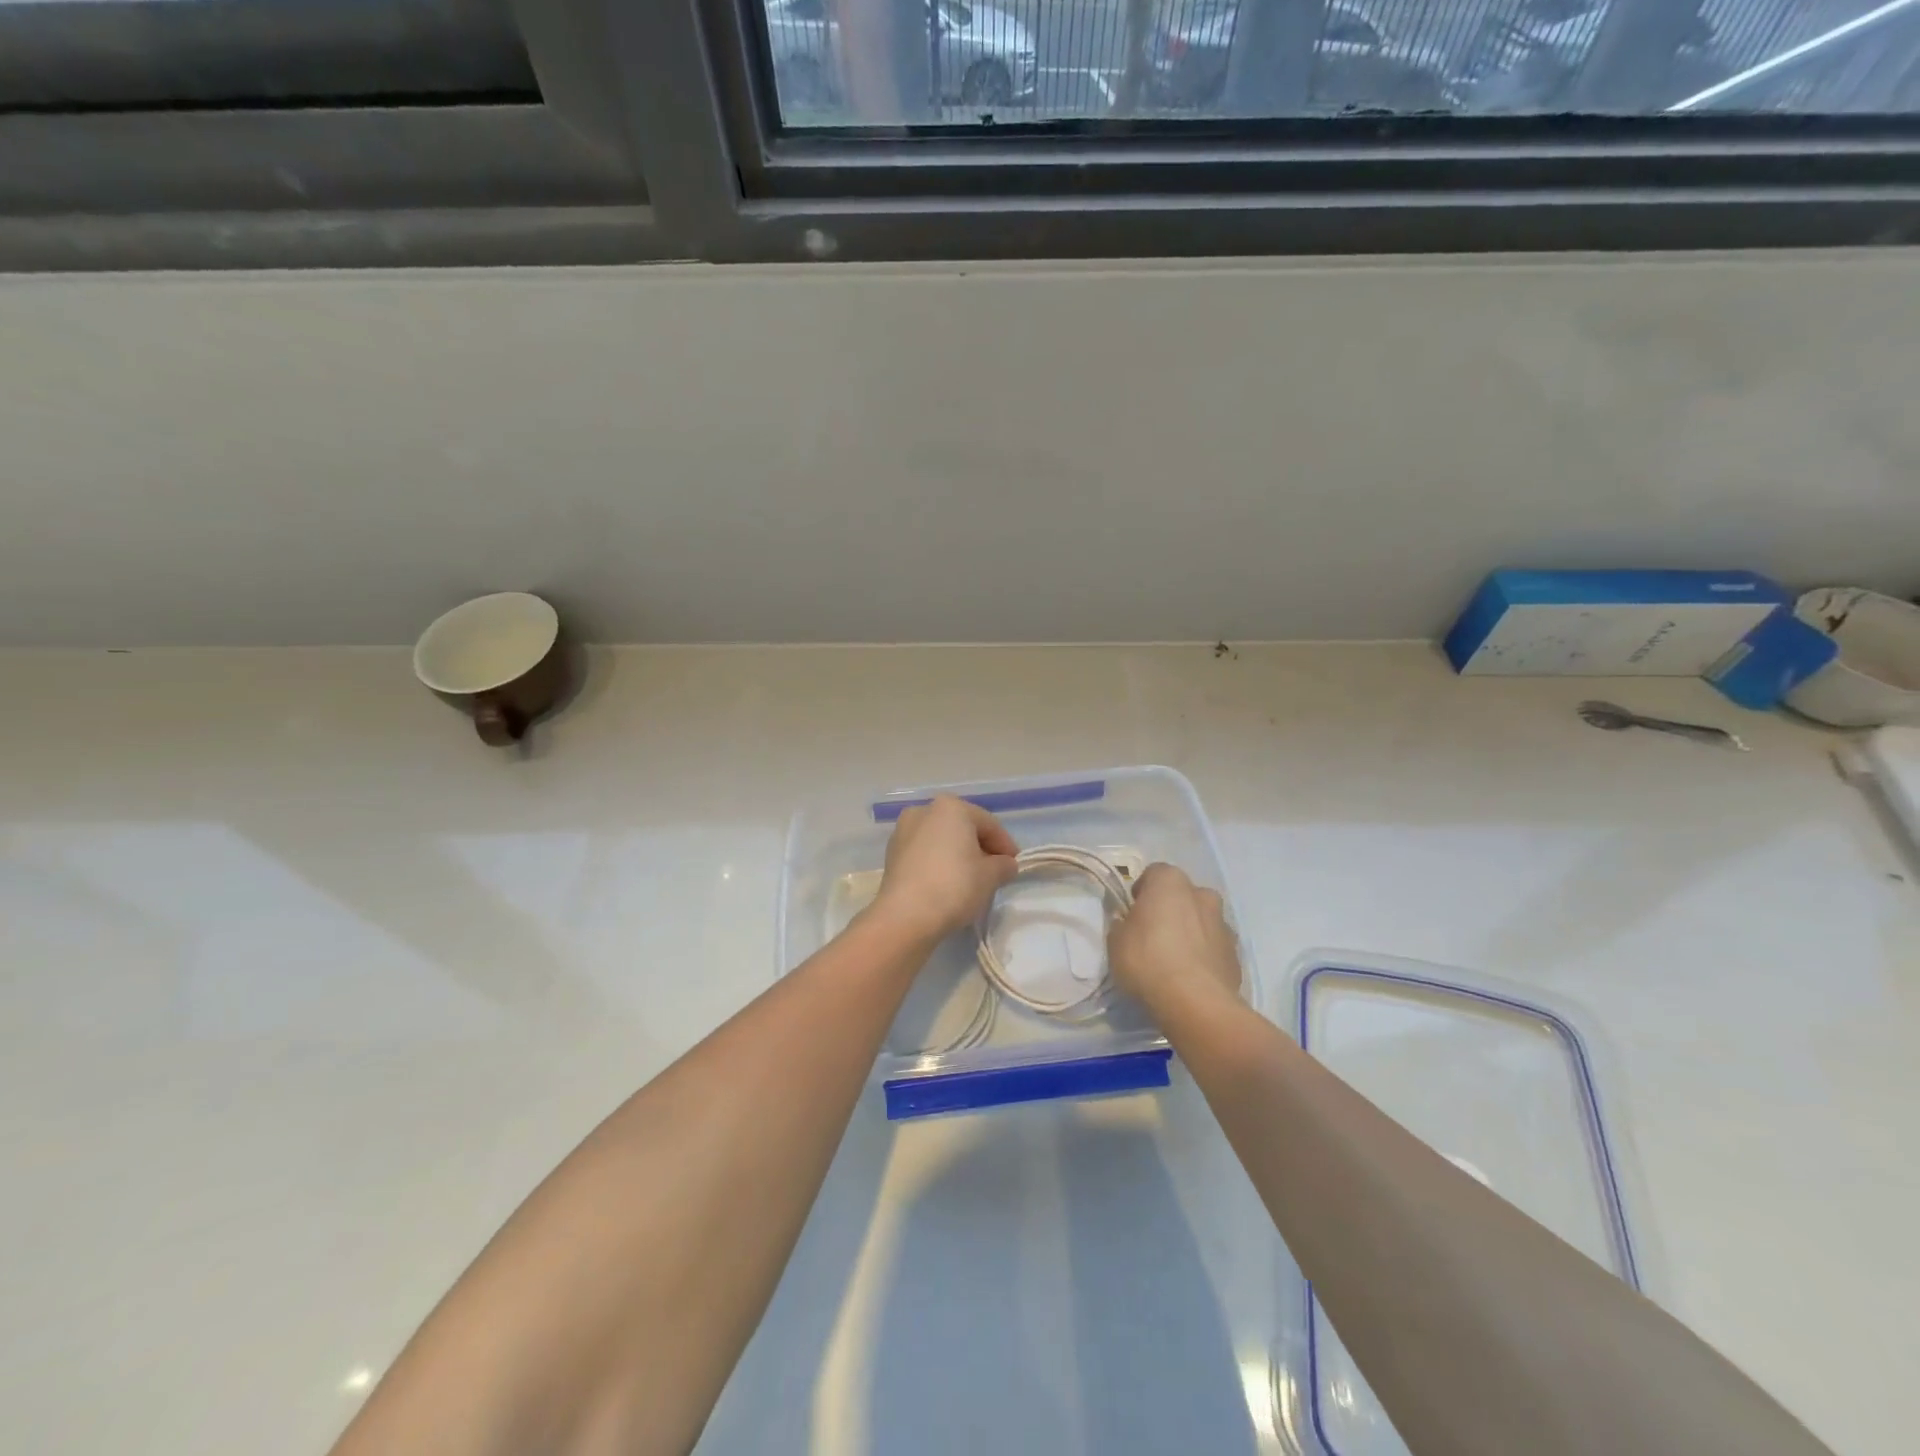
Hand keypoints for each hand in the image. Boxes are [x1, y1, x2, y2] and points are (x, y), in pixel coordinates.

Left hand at [869, 796, 1018, 943]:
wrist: (905, 915)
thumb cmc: (954, 886)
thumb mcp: (991, 876)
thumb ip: (1003, 865)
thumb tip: (1005, 865)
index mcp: (951, 807)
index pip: (988, 824)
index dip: (1006, 845)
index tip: (1014, 865)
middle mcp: (924, 811)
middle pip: (963, 828)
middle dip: (981, 848)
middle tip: (995, 872)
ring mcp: (903, 831)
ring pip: (941, 840)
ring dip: (958, 855)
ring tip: (971, 880)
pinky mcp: (891, 854)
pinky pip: (924, 854)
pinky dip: (939, 863)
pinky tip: (947, 884)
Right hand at [1108, 863, 1241, 1010]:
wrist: (1196, 1003)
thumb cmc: (1148, 961)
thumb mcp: (1115, 941)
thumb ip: (1122, 925)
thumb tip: (1128, 924)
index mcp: (1171, 882)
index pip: (1154, 874)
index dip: (1141, 892)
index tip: (1132, 913)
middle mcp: (1202, 895)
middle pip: (1182, 895)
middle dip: (1170, 909)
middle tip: (1153, 934)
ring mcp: (1224, 924)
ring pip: (1202, 920)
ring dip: (1190, 932)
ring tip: (1174, 960)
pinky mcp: (1236, 955)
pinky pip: (1214, 947)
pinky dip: (1204, 955)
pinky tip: (1190, 977)